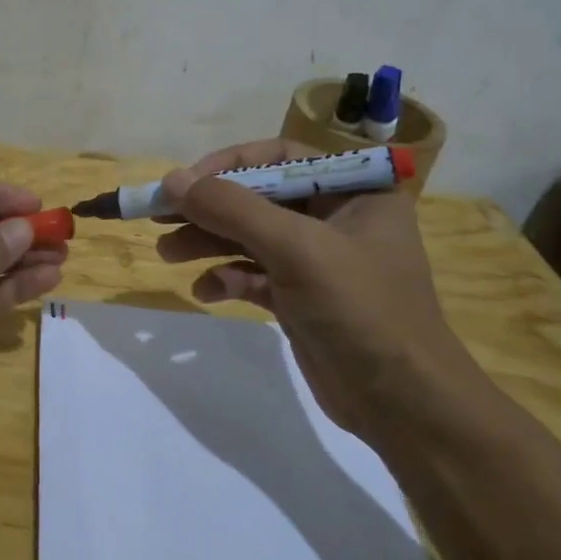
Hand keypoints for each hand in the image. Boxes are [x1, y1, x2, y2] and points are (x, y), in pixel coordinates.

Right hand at [154, 139, 477, 439]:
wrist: (402, 403)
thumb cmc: (359, 309)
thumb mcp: (296, 249)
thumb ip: (232, 209)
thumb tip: (171, 180)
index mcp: (354, 190)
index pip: (280, 156)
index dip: (228, 164)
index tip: (184, 183)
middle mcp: (337, 217)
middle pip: (258, 198)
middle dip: (209, 208)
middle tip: (158, 216)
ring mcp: (318, 260)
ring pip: (251, 237)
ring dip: (208, 242)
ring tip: (166, 253)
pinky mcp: (302, 298)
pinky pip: (255, 275)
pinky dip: (228, 278)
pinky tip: (206, 291)